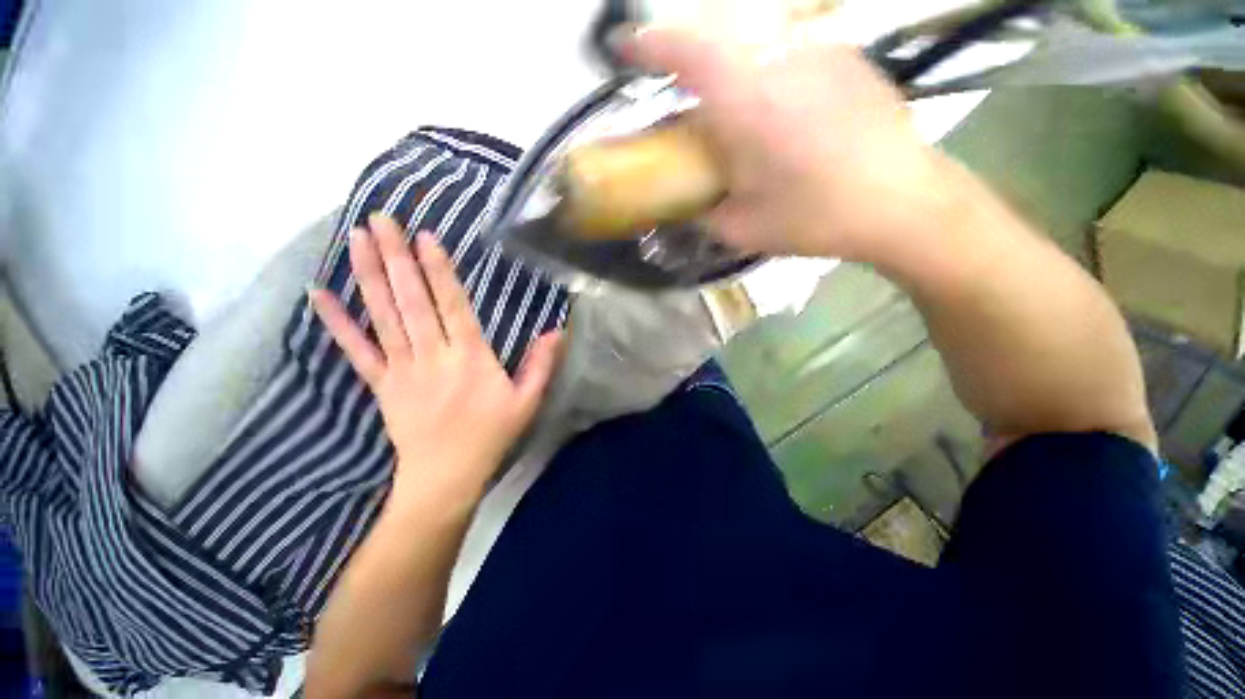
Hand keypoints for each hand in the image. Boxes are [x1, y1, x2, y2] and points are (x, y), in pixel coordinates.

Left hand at [309, 214, 562, 504]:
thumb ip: (541, 364)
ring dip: (369, 276)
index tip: (424, 237)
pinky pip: (357, 350)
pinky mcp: (381, 384)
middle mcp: (433, 356)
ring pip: (384, 316)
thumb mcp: (527, 401)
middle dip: (396, 258)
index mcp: (471, 359)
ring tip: (355, 239)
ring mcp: (402, 369)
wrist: (446, 476)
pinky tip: (319, 295)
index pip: (453, 306)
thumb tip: (556, 331)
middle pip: (413, 302)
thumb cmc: (492, 434)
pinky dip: (337, 323)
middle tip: (380, 220)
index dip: (438, 271)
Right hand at [623, 28, 948, 261]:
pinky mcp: (843, 55)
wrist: (901, 201)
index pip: (687, 50)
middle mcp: (780, 60)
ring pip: (752, 34)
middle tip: (671, 76)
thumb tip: (686, 202)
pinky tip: (770, 102)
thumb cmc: (817, 219)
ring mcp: (817, 51)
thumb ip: (704, 211)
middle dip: (683, 46)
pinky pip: (785, 45)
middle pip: (716, 29)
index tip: (624, 47)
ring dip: (723, 55)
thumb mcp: (743, 229)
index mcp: (748, 103)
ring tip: (721, 96)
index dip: (649, 43)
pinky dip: (760, 63)